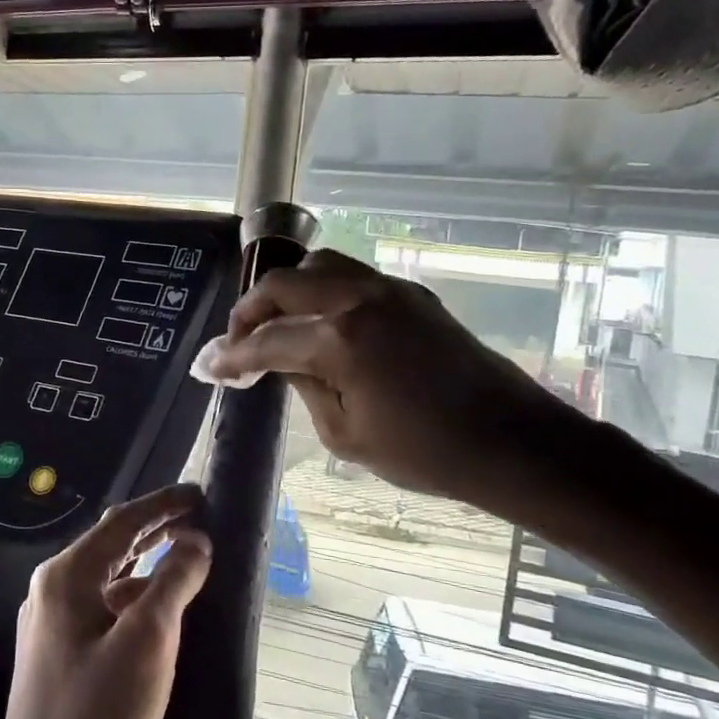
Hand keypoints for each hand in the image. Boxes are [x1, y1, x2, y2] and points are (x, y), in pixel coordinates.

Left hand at [0, 486, 211, 718]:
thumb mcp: (147, 644)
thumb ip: (173, 583)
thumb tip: (195, 541)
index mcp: (66, 578)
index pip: (122, 523)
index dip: (164, 504)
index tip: (202, 494)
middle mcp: (52, 593)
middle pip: (112, 546)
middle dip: (156, 530)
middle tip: (201, 521)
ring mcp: (53, 628)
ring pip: (109, 581)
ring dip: (148, 566)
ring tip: (189, 561)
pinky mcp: (61, 660)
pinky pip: (105, 612)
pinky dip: (136, 602)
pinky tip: (162, 617)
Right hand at [205, 249, 577, 513]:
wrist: (511, 441)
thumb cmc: (425, 453)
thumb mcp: (345, 434)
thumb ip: (303, 386)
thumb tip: (277, 361)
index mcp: (340, 339)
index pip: (266, 340)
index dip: (230, 356)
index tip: (206, 367)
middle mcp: (359, 299)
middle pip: (284, 284)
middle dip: (249, 310)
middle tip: (236, 341)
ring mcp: (389, 290)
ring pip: (320, 265)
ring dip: (288, 290)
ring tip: (276, 322)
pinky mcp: (412, 294)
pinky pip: (353, 277)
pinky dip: (323, 291)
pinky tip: (321, 322)